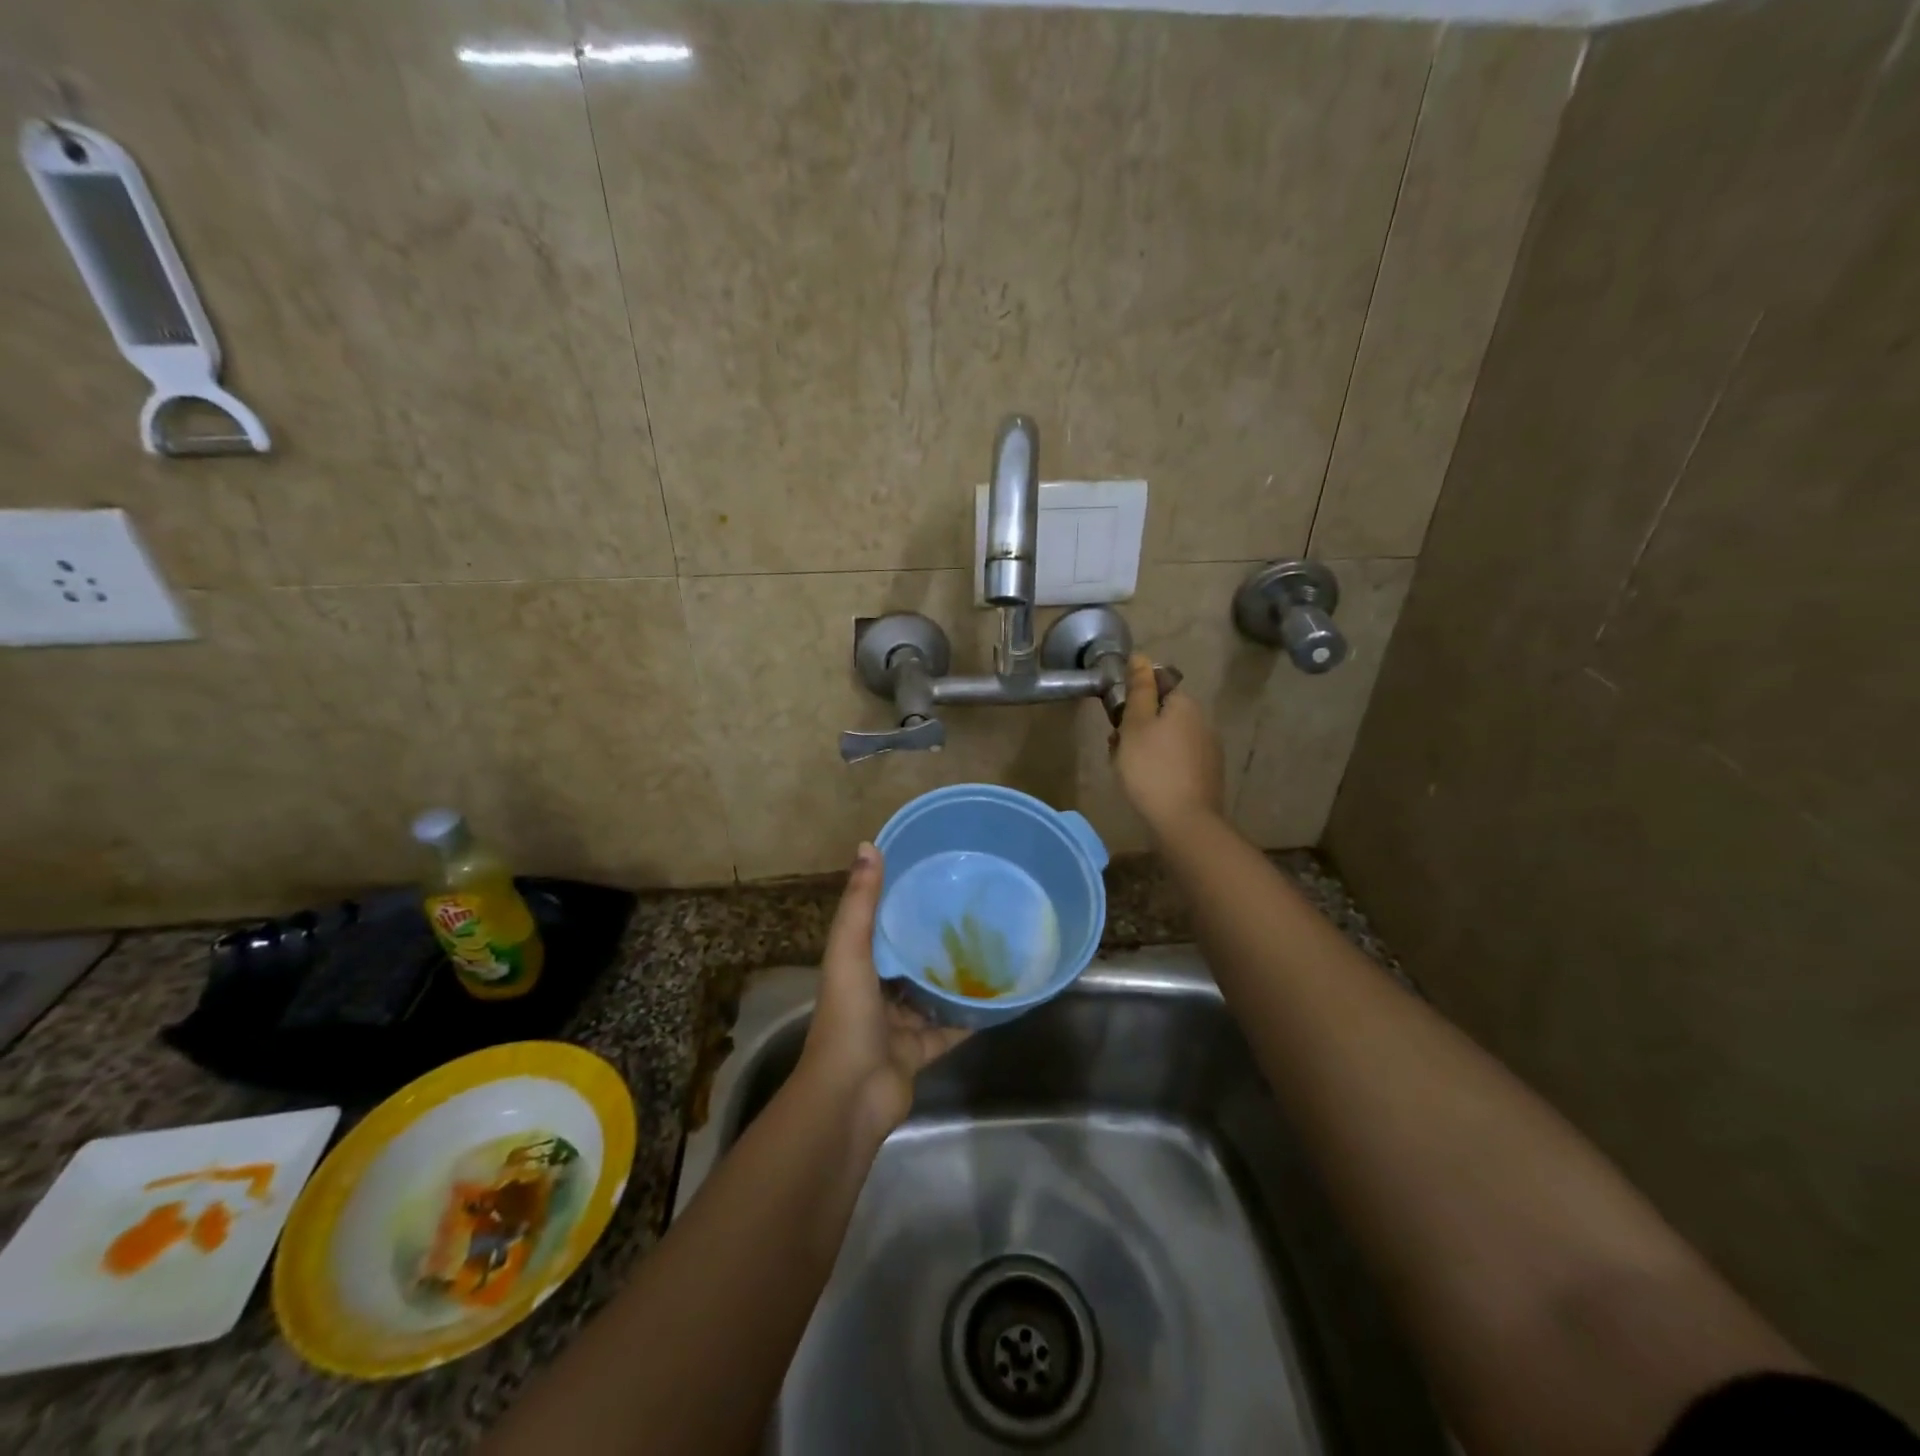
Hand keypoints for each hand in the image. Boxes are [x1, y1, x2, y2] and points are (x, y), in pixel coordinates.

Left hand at [798, 843, 968, 1137]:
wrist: (851, 1095)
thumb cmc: (848, 1016)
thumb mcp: (850, 950)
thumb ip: (861, 902)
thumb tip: (869, 844)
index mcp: (856, 967)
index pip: (879, 929)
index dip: (900, 906)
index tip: (932, 880)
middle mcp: (875, 994)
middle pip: (908, 962)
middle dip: (932, 941)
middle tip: (971, 913)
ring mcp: (897, 1026)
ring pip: (930, 996)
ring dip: (953, 978)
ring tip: (989, 948)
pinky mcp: (920, 1052)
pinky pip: (950, 1029)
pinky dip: (969, 1016)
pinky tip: (997, 997)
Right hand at [1112, 652, 1224, 836]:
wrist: (1184, 822)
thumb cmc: (1151, 768)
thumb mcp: (1135, 724)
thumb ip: (1138, 689)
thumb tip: (1141, 656)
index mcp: (1185, 704)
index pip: (1157, 687)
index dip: (1133, 701)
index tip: (1117, 721)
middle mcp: (1202, 722)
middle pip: (1161, 714)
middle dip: (1137, 727)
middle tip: (1117, 749)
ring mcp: (1208, 750)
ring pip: (1167, 739)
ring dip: (1145, 748)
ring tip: (1127, 771)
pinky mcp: (1206, 775)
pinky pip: (1176, 760)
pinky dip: (1159, 766)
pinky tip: (1147, 785)